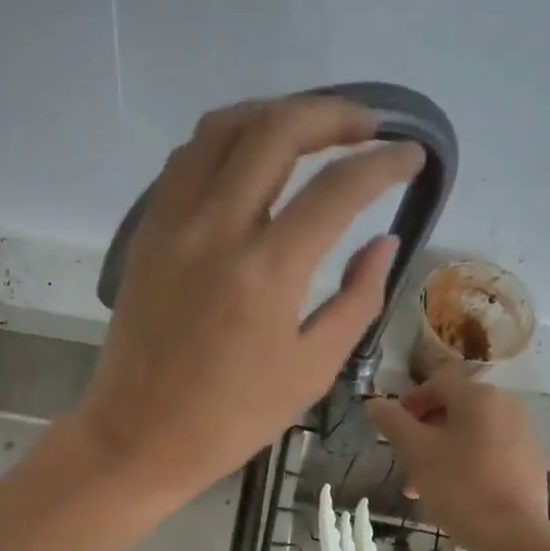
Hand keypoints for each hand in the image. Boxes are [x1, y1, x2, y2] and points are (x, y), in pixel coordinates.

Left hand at [71, 96, 424, 497]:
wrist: (138, 437)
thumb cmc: (232, 418)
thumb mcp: (311, 370)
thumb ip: (357, 299)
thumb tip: (383, 241)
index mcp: (266, 272)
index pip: (336, 189)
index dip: (384, 163)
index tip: (411, 156)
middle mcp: (215, 230)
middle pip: (275, 131)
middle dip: (331, 114)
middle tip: (365, 127)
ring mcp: (172, 225)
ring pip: (220, 130)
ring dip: (272, 114)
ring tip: (309, 129)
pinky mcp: (146, 234)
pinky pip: (185, 161)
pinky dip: (225, 142)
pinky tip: (249, 159)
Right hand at [365, 363, 549, 550]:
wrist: (513, 535)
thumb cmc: (459, 485)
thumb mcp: (416, 451)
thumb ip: (393, 422)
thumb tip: (374, 403)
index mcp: (479, 396)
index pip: (437, 382)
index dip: (410, 401)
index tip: (393, 427)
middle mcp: (506, 406)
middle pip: (454, 409)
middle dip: (424, 432)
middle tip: (405, 460)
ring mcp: (522, 435)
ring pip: (470, 434)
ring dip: (441, 451)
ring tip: (421, 486)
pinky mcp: (530, 462)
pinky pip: (489, 452)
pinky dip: (466, 463)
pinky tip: (453, 493)